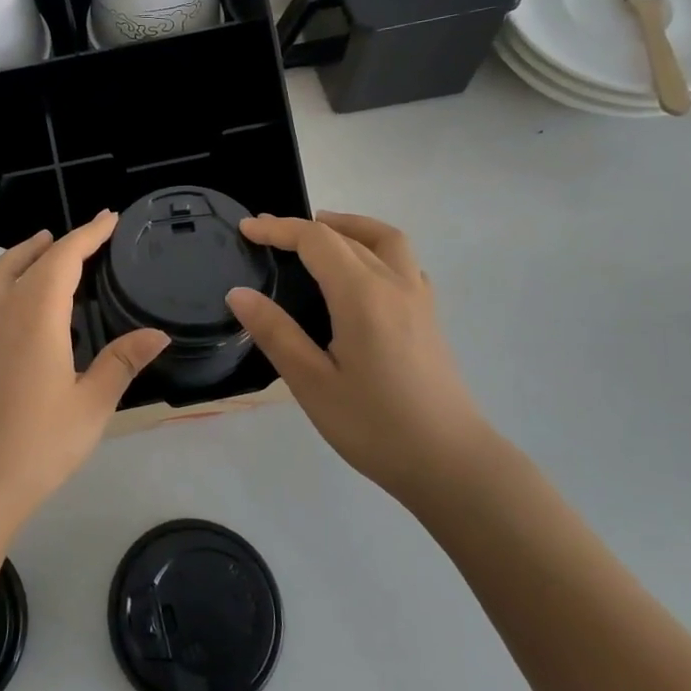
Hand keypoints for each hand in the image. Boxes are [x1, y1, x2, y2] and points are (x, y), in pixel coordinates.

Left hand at [0, 211, 170, 524]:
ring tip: (39, 246)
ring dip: (17, 257)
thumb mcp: (93, 403)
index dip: (87, 236)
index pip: (63, 261)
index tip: (109, 219)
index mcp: (37, 320)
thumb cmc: (41, 443)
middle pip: (30, 265)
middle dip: (60, 244)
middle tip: (88, 234)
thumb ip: (122, 362)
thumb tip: (158, 333)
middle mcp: (5, 318)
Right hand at [226, 212, 493, 505]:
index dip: (279, 229)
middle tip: (269, 234)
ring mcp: (419, 299)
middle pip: (348, 235)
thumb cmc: (375, 427)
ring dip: (350, 227)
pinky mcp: (430, 317)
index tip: (247, 229)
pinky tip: (363, 273)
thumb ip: (276, 333)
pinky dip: (376, 248)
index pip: (316, 241)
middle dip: (305, 227)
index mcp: (362, 295)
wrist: (451, 464)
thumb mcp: (312, 384)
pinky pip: (404, 262)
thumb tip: (238, 293)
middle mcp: (395, 284)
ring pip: (386, 240)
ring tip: (320, 233)